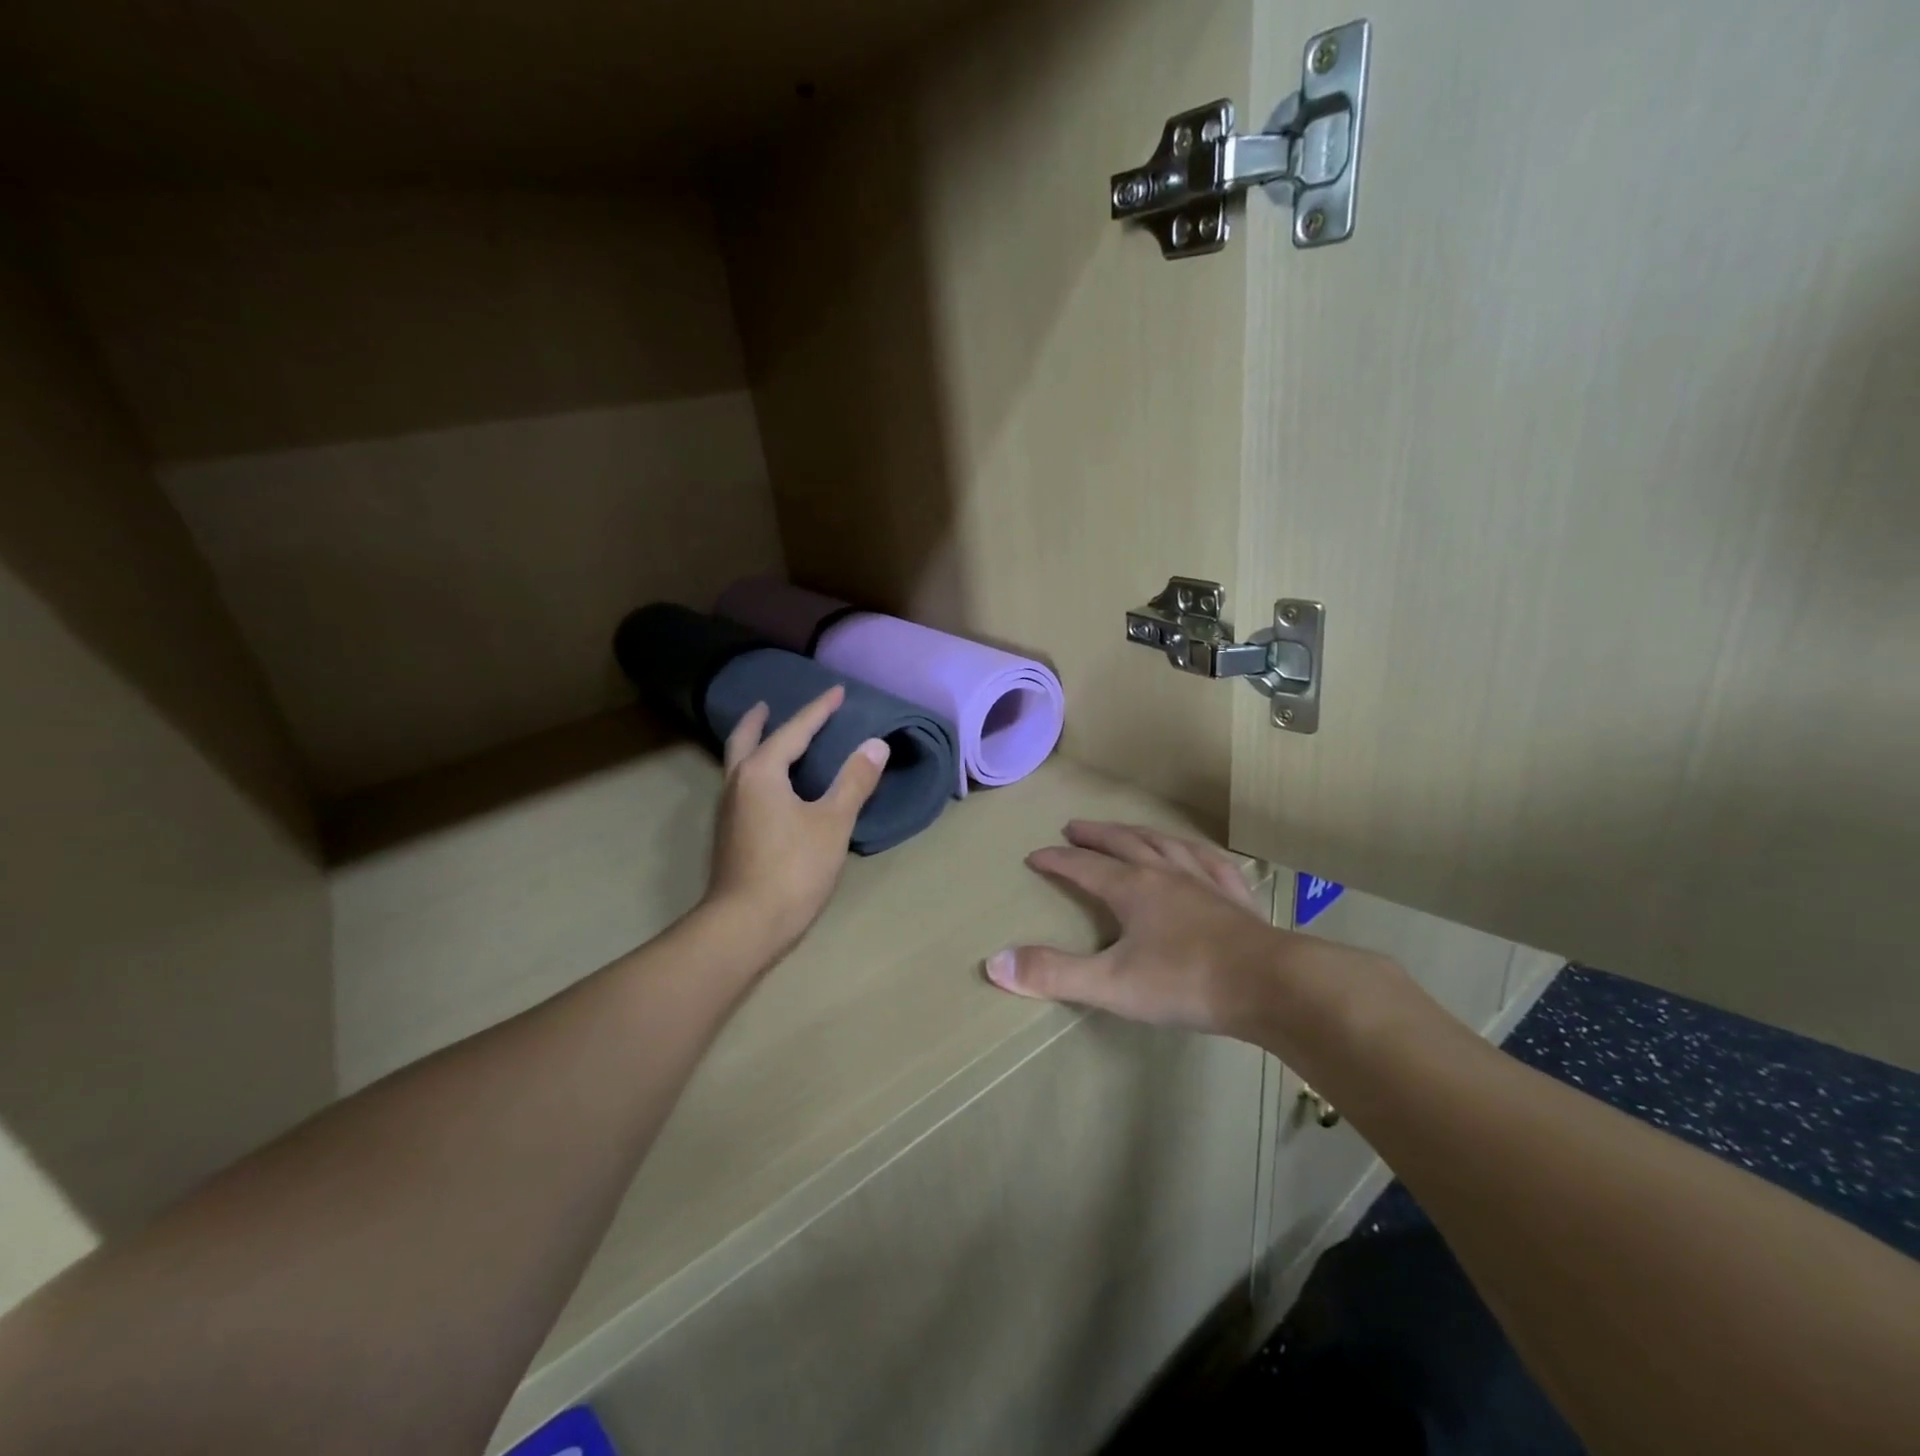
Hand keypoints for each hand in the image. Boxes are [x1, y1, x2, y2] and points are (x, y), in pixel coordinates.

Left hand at [705, 686, 888, 963]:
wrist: (745, 925)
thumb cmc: (793, 869)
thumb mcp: (833, 823)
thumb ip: (854, 781)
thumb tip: (875, 744)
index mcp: (761, 773)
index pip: (794, 730)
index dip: (818, 710)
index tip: (837, 691)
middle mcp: (737, 783)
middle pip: (745, 740)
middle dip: (757, 720)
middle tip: (767, 704)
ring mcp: (728, 810)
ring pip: (738, 764)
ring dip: (752, 745)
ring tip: (770, 739)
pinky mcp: (729, 834)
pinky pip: (741, 785)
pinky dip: (754, 770)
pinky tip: (770, 787)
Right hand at [983, 821, 1286, 1038]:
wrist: (1271, 986)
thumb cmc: (1185, 982)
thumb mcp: (1111, 984)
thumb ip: (1053, 973)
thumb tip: (995, 962)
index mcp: (1132, 888)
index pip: (1084, 866)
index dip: (1057, 860)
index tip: (1035, 855)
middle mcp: (1165, 874)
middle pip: (1124, 843)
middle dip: (1096, 835)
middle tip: (1074, 827)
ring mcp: (1204, 882)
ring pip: (1165, 844)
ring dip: (1140, 833)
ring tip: (1127, 830)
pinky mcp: (1235, 898)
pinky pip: (1211, 863)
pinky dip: (1194, 853)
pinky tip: (1196, 855)